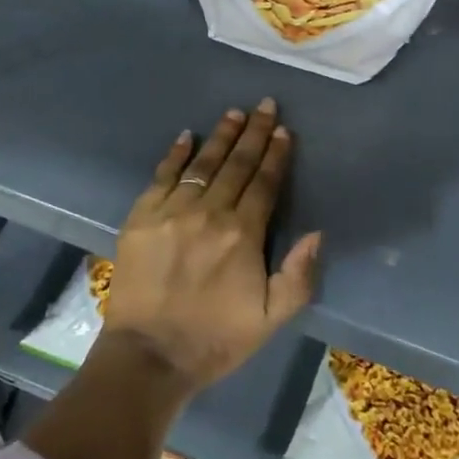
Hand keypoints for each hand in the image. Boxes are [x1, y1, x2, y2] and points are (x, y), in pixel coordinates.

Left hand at [101, 99, 320, 393]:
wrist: (150, 354)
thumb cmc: (216, 338)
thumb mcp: (271, 318)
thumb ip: (299, 275)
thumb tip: (317, 232)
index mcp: (243, 234)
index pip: (264, 183)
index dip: (275, 155)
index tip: (283, 130)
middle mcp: (209, 212)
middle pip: (236, 164)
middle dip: (253, 133)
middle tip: (263, 104)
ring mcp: (172, 211)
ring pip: (202, 164)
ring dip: (220, 136)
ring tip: (233, 114)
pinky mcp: (142, 216)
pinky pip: (162, 175)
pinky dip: (176, 154)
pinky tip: (186, 136)